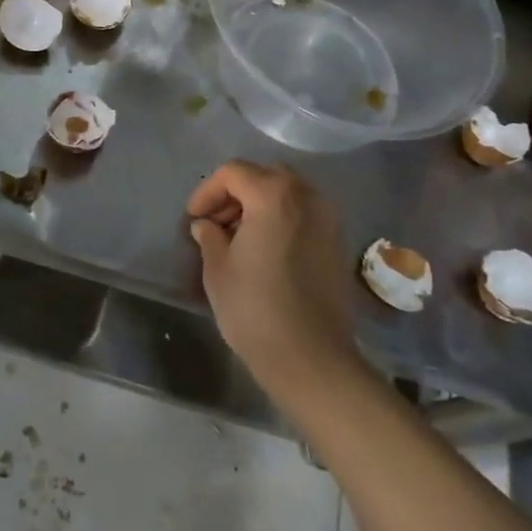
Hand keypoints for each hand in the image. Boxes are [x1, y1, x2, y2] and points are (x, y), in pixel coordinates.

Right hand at [186, 161, 362, 402]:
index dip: (207, 191)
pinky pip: (304, 215)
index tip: (194, 218)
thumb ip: (210, 237)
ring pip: (288, 194)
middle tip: (215, 223)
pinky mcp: (338, 243)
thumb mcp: (218, 269)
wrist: (311, 357)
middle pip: (264, 176)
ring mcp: (328, 219)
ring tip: (239, 238)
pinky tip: (266, 251)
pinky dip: (282, 220)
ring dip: (261, 205)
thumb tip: (206, 225)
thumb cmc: (255, 308)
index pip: (233, 173)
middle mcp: (306, 196)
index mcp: (273, 195)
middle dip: (236, 193)